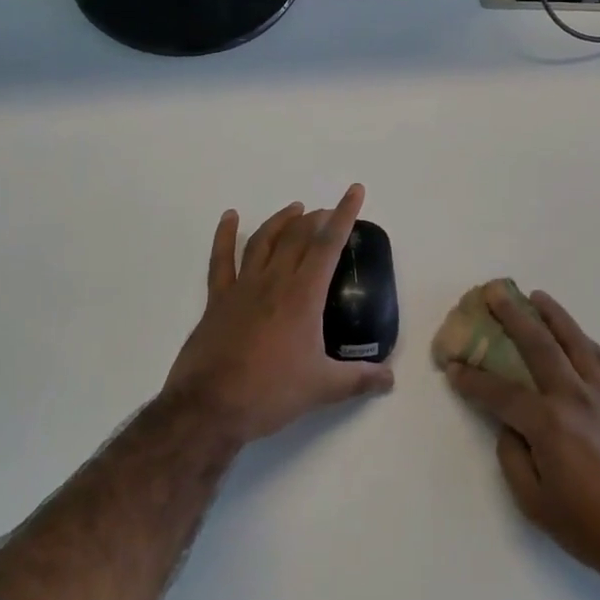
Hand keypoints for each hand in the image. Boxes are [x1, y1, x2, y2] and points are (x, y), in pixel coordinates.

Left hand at [163, 184, 394, 447]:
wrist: (209, 408)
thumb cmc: (270, 392)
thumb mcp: (323, 388)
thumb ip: (359, 379)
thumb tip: (390, 379)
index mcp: (303, 295)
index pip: (328, 244)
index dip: (344, 214)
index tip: (354, 191)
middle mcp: (274, 281)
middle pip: (298, 236)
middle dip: (317, 218)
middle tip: (329, 213)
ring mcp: (243, 287)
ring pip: (264, 240)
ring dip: (281, 221)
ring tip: (295, 209)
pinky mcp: (218, 300)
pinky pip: (221, 260)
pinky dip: (225, 235)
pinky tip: (230, 217)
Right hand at [446, 283, 599, 586]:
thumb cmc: (589, 527)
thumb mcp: (534, 503)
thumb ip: (513, 457)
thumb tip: (510, 426)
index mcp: (549, 423)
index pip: (501, 392)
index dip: (473, 379)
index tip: (453, 366)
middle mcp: (576, 396)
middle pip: (539, 345)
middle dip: (513, 316)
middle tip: (495, 292)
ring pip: (576, 342)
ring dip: (554, 315)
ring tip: (537, 297)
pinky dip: (587, 343)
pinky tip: (580, 338)